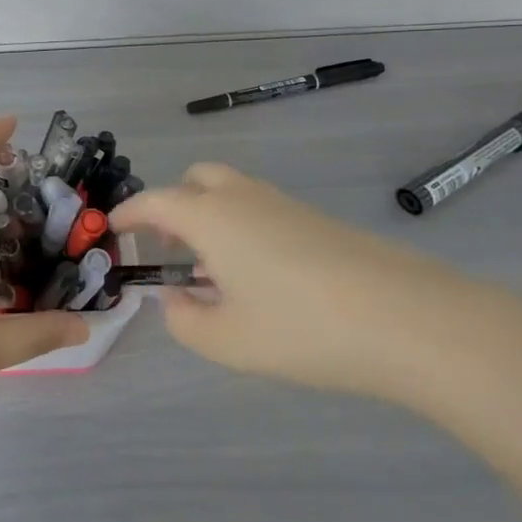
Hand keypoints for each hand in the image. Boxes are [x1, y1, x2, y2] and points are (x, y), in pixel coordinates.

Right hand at [110, 163, 499, 399]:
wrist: (409, 319)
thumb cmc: (302, 328)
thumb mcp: (227, 340)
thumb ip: (183, 319)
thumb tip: (173, 297)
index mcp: (209, 216)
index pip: (153, 202)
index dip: (128, 214)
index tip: (112, 229)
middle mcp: (242, 197)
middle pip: (195, 180)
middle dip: (173, 206)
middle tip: (167, 247)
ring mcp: (284, 204)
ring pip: (231, 192)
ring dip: (208, 216)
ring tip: (211, 270)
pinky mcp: (317, 220)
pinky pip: (261, 209)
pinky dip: (241, 227)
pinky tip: (258, 277)